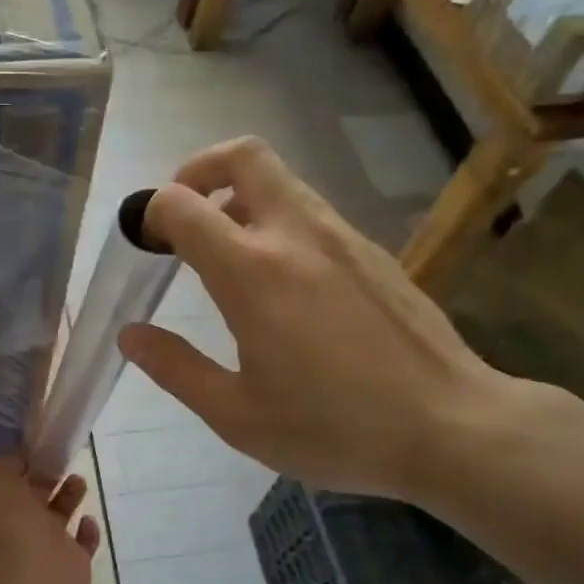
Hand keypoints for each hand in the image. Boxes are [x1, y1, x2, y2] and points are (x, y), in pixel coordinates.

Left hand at [0, 460, 99, 583]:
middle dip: (48, 478)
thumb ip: (5, 465)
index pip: (9, 482)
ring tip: (80, 481)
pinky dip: (87, 532)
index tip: (41, 447)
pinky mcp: (71, 565)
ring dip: (69, 498)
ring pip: (58, 517)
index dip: (23, 464)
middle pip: (35, 497)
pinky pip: (82, 544)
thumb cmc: (10, 531)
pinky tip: (89, 520)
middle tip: (63, 460)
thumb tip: (19, 458)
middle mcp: (19, 528)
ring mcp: (46, 548)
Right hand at [118, 137, 515, 502]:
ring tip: (226, 253)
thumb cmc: (334, 428)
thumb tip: (131, 335)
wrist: (451, 428)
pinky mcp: (373, 251)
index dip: (151, 212)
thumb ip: (176, 368)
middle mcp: (296, 235)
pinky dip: (278, 221)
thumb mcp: (237, 415)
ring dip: (240, 197)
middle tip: (183, 216)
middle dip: (199, 169)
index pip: (183, 204)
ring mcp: (343, 237)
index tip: (145, 244)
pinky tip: (282, 282)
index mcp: (252, 272)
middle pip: (243, 155)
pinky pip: (312, 212)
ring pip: (282, 180)